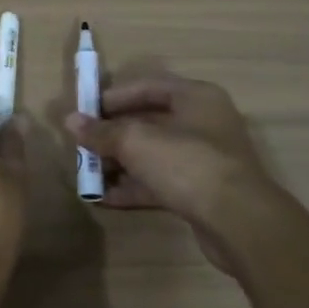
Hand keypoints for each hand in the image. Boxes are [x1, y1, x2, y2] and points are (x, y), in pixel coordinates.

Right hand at [64, 76, 276, 267]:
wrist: (238, 220)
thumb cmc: (187, 163)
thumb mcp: (136, 141)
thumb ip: (102, 132)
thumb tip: (70, 120)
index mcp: (195, 97)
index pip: (147, 86)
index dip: (113, 97)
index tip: (85, 112)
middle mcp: (203, 123)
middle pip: (149, 122)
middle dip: (113, 135)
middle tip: (82, 146)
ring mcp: (204, 159)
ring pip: (153, 155)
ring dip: (120, 164)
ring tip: (88, 174)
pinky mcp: (201, 192)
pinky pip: (160, 182)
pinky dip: (133, 187)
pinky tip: (104, 198)